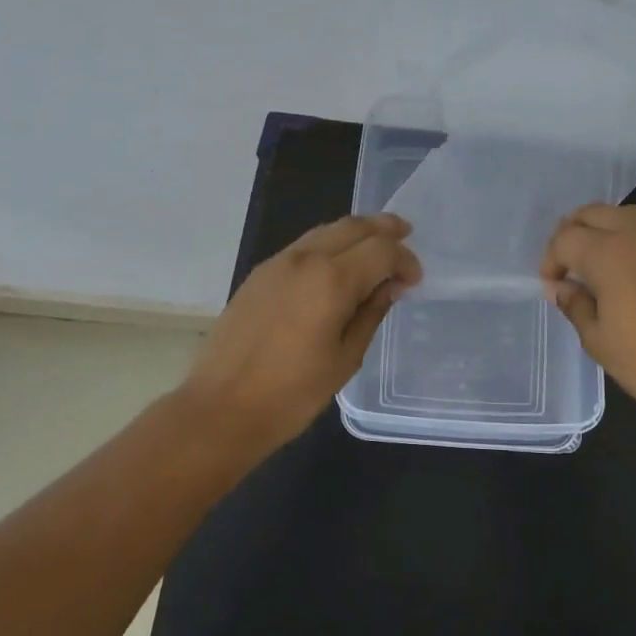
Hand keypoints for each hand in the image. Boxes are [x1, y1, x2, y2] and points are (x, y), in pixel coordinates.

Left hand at [182, 214, 420, 459]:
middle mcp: (305, 259)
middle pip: (353, 226)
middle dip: (384, 228)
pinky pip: (304, 246)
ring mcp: (277, 263)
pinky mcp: (259, 274)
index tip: (414, 281)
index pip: (380, 249)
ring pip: (326, 230)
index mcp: (331, 280)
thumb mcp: (346, 358)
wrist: (221, 409)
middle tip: (406, 233)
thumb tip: (390, 285)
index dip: (404, 259)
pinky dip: (329, 245)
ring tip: (375, 244)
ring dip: (355, 232)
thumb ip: (371, 312)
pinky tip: (337, 264)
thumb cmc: (292, 393)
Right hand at [541, 204, 635, 437]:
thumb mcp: (598, 340)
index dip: (552, 259)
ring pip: (628, 215)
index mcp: (607, 253)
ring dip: (608, 231)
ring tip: (607, 264)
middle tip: (572, 265)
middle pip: (594, 213)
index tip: (553, 284)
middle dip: (575, 233)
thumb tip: (561, 287)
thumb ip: (574, 304)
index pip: (565, 238)